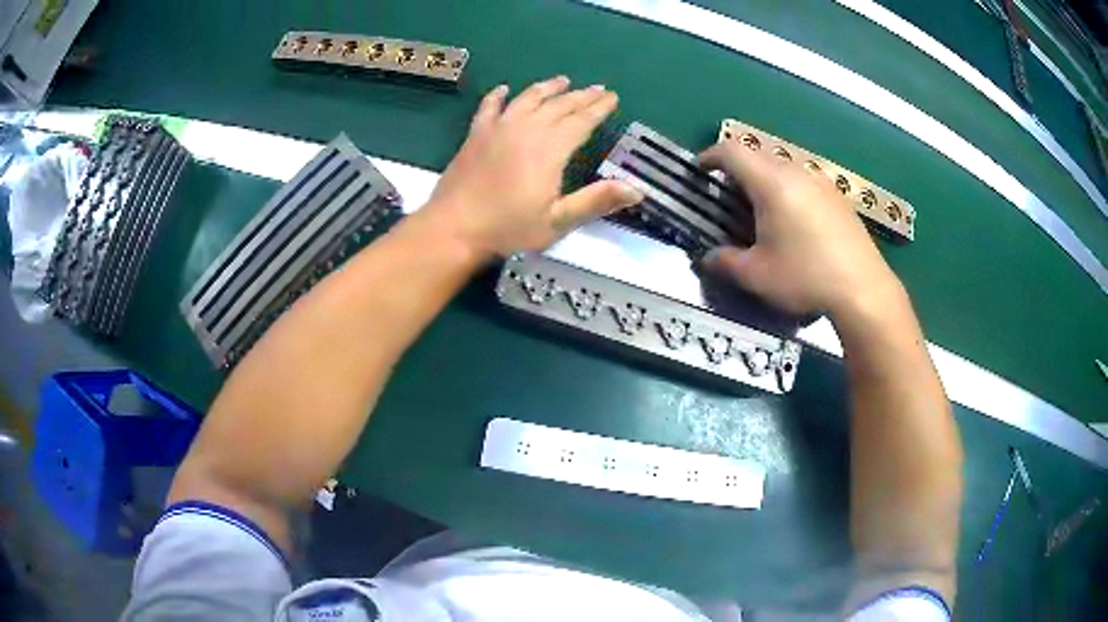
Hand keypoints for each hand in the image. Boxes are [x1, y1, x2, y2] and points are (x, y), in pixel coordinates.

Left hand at [421, 76, 642, 258]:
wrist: (454, 228)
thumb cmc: (508, 228)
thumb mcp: (558, 221)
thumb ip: (596, 201)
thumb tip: (637, 190)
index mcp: (550, 149)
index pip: (581, 121)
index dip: (599, 108)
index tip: (612, 97)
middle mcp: (526, 129)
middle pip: (558, 105)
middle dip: (580, 95)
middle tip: (597, 88)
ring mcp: (498, 129)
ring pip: (527, 99)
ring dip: (547, 88)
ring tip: (562, 80)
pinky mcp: (476, 135)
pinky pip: (489, 107)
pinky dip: (498, 96)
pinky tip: (503, 89)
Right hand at [698, 140, 901, 317]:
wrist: (863, 289)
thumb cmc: (805, 277)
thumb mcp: (757, 275)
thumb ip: (725, 262)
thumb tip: (706, 258)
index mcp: (771, 183)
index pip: (732, 151)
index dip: (710, 155)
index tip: (701, 170)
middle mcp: (796, 173)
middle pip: (758, 156)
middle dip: (738, 170)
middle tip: (729, 197)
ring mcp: (821, 183)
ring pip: (784, 167)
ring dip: (766, 180)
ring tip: (762, 210)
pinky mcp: (839, 197)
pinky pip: (805, 181)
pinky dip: (790, 191)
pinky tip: (796, 222)